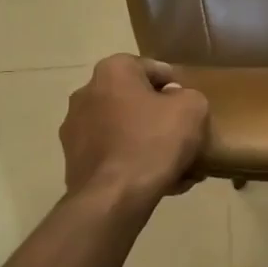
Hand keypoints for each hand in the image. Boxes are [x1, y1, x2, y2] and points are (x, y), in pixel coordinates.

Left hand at [60, 55, 209, 207]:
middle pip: (136, 101)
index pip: (153, 69)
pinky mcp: (74, 161)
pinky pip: (113, 155)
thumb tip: (174, 101)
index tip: (190, 109)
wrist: (115, 197)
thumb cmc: (154, 141)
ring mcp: (75, 129)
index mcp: (112, 71)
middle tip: (184, 136)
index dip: (177, 87)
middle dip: (160, 118)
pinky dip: (132, 163)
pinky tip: (159, 182)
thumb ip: (188, 95)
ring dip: (148, 142)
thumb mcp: (193, 108)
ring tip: (175, 165)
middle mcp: (86, 93)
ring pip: (124, 130)